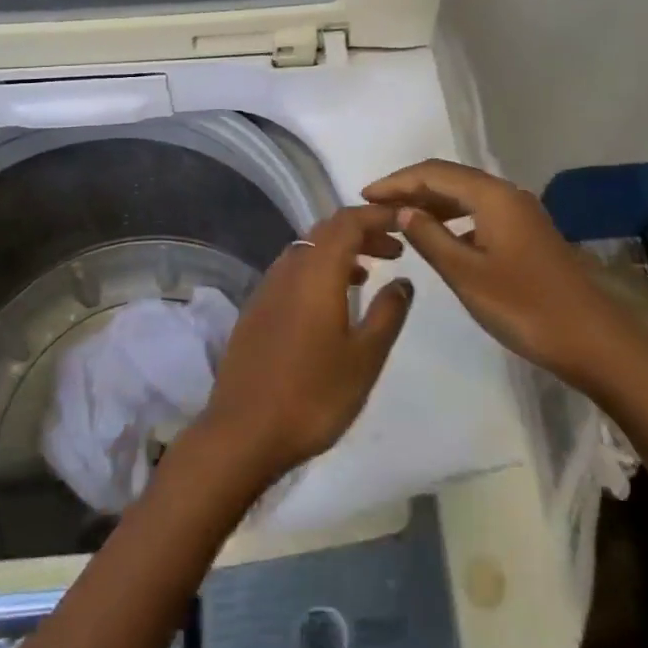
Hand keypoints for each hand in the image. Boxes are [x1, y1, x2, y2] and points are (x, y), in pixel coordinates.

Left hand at [194, 205, 413, 489]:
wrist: (243, 432)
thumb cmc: (313, 395)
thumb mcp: (364, 358)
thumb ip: (387, 313)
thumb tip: (403, 280)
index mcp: (316, 271)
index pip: (348, 221)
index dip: (377, 215)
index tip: (404, 222)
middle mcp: (288, 268)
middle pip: (326, 231)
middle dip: (362, 232)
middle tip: (394, 250)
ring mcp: (267, 287)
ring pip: (307, 250)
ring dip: (339, 251)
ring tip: (368, 274)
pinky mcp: (256, 308)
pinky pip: (293, 271)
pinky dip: (318, 270)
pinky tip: (331, 302)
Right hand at [363, 159, 647, 398]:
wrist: (596, 343)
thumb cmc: (526, 308)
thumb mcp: (467, 275)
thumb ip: (430, 238)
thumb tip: (403, 210)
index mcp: (492, 196)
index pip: (433, 173)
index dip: (396, 182)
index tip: (364, 196)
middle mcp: (507, 195)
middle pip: (450, 179)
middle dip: (411, 189)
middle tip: (376, 207)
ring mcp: (521, 214)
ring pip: (466, 196)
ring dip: (431, 203)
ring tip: (399, 220)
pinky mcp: (528, 234)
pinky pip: (480, 213)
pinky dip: (453, 219)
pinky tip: (440, 238)